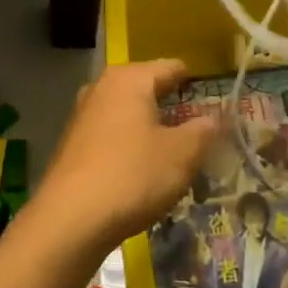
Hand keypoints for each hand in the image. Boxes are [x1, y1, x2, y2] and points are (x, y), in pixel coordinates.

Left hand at [32, 60, 219, 257]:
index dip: (196, 82)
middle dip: (173, 106)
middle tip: (201, 129)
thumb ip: (204, 130)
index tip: (217, 100)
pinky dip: (130, 144)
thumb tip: (217, 117)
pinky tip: (143, 169)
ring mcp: (83, 114)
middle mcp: (102, 87)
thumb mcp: (181, 154)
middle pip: (147, 88)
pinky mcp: (73, 143)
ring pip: (128, 112)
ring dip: (151, 127)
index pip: (171, 67)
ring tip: (176, 151)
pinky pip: (112, 133)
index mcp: (129, 78)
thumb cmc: (132, 175)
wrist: (70, 219)